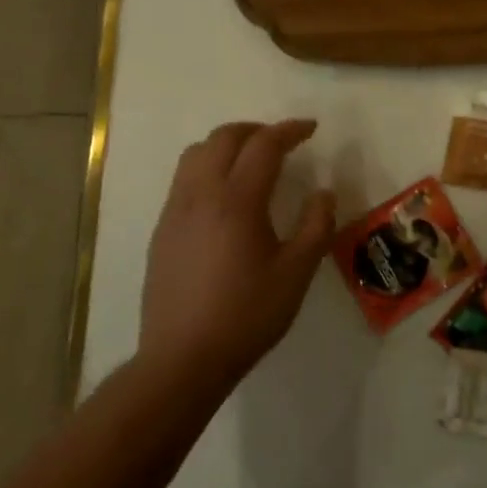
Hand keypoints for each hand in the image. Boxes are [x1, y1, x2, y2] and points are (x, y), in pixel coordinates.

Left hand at [139, 119, 335, 391]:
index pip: (264, 145)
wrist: (182, 358)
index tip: (311, 129)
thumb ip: (315, 226)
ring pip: (196, 153)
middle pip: (224, 138)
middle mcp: (201, 194)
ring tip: (251, 160)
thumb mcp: (296, 273)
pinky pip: (184, 178)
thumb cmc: (247, 315)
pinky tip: (224, 196)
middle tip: (283, 141)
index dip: (290, 130)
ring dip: (227, 144)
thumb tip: (324, 193)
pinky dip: (208, 167)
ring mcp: (175, 210)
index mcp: (237, 200)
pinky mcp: (162, 229)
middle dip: (256, 130)